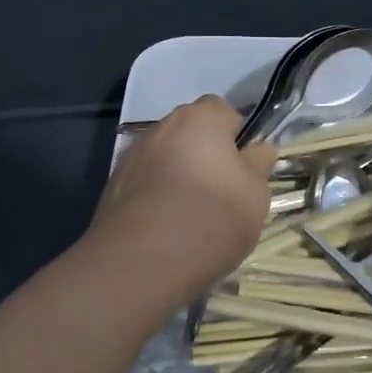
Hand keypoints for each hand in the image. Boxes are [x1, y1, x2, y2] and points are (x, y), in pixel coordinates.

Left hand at [86, 96, 275, 308]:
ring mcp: (132, 155)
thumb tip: (259, 149)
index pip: (224, 111)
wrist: (141, 261)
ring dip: (180, 176)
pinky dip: (158, 196)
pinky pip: (146, 183)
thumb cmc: (212, 217)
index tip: (245, 169)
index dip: (238, 136)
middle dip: (207, 155)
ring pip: (167, 158)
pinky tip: (167, 228)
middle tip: (223, 194)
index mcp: (200, 118)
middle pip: (192, 133)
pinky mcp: (112, 186)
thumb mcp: (255, 194)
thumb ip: (259, 165)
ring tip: (193, 216)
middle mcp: (161, 127)